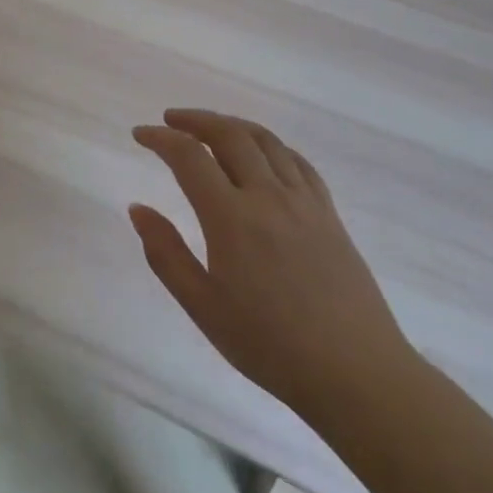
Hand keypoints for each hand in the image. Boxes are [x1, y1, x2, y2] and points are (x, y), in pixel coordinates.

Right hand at [130, 109, 414, 423]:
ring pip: (266, 140)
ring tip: (210, 128)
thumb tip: (138, 208)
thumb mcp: (202, 307)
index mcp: (232, 218)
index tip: (140, 135)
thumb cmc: (269, 345)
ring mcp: (304, 202)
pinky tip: (261, 154)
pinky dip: (270, 145)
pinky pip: (298, 161)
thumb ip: (165, 253)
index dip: (160, 138)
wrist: (355, 372)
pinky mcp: (329, 214)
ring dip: (232, 124)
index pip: (190, 157)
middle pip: (230, 134)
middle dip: (195, 119)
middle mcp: (268, 196)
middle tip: (170, 120)